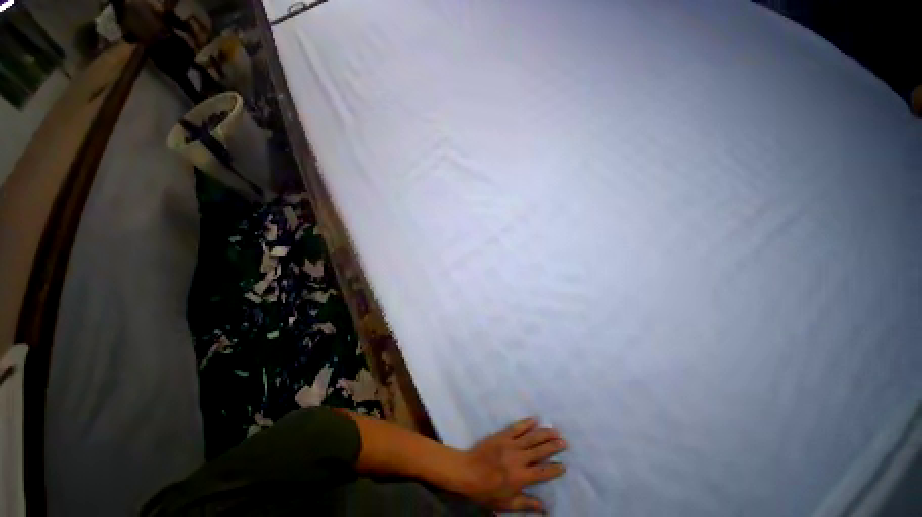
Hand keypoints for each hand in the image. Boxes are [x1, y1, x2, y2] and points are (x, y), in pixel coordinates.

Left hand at [459, 418, 566, 512]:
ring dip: (546, 434)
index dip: (556, 469)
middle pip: (542, 451)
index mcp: (522, 476)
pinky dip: (527, 423)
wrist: (462, 472)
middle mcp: (520, 459)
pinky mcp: (501, 436)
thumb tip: (544, 508)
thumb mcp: (504, 503)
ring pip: (533, 437)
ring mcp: (511, 446)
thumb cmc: (483, 490)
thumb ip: (525, 504)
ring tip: (556, 432)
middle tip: (564, 443)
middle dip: (555, 446)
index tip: (564, 467)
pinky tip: (535, 420)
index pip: (544, 471)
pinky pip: (517, 427)